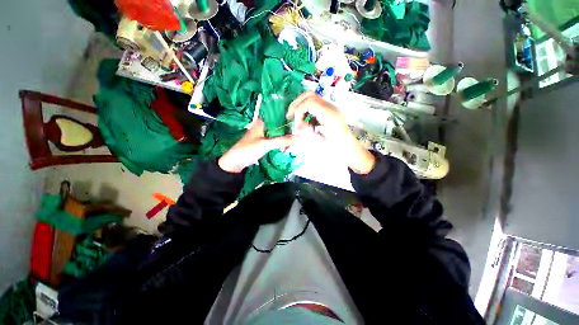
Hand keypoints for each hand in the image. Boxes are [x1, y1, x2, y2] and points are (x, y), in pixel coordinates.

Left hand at [218, 119, 293, 172]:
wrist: (236, 161)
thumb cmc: (249, 149)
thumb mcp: (266, 144)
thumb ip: (281, 141)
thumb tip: (296, 138)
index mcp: (261, 123)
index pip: (277, 117)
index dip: (286, 119)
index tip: (297, 122)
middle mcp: (262, 127)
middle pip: (277, 126)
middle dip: (286, 130)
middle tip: (298, 134)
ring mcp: (262, 135)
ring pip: (276, 134)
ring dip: (283, 137)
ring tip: (294, 141)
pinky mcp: (262, 142)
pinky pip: (274, 140)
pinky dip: (279, 143)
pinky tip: (286, 146)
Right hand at [286, 92, 375, 173]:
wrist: (350, 150)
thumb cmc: (337, 150)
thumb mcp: (320, 145)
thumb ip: (306, 135)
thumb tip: (296, 128)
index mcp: (329, 115)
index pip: (309, 103)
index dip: (298, 112)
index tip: (297, 127)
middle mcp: (331, 108)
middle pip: (309, 96)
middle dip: (296, 105)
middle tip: (289, 116)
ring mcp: (331, 108)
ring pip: (312, 98)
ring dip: (300, 107)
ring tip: (295, 119)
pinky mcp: (330, 112)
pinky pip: (315, 105)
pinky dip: (306, 111)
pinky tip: (305, 122)